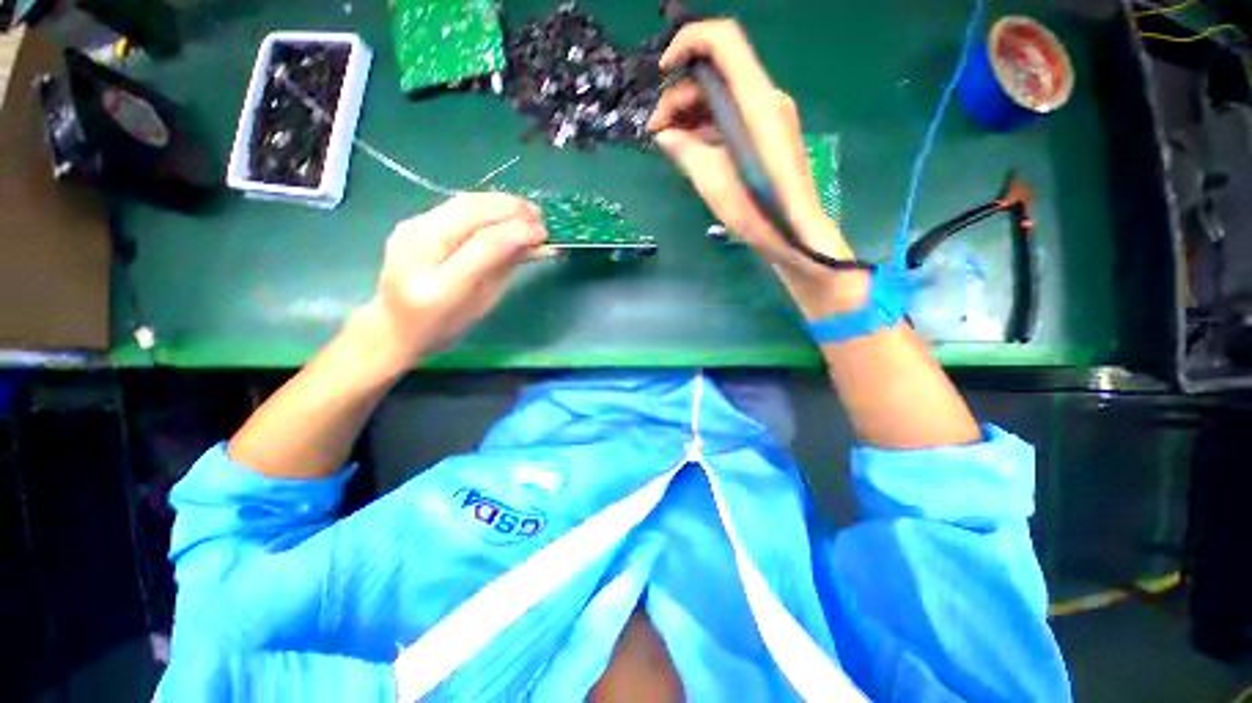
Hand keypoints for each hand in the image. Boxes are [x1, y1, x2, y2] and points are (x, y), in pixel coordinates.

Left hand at [355, 193, 545, 365]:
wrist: (394, 324)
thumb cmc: (446, 324)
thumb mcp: (482, 304)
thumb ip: (504, 270)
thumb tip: (530, 242)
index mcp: (441, 286)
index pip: (484, 244)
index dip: (518, 233)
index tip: (543, 232)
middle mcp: (418, 250)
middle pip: (470, 212)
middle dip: (510, 209)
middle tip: (538, 215)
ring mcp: (410, 230)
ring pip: (462, 202)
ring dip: (498, 202)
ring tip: (525, 210)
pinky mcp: (411, 222)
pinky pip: (454, 206)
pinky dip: (483, 205)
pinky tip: (501, 211)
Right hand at [650, 19, 867, 317]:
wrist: (794, 235)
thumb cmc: (757, 211)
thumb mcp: (713, 182)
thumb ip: (685, 151)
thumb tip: (663, 135)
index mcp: (756, 102)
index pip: (724, 41)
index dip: (688, 43)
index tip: (663, 74)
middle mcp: (766, 99)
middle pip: (718, 73)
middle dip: (681, 95)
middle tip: (656, 130)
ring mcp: (769, 117)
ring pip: (723, 98)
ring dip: (691, 114)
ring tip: (668, 143)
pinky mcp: (767, 135)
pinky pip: (733, 118)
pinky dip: (708, 127)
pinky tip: (690, 149)